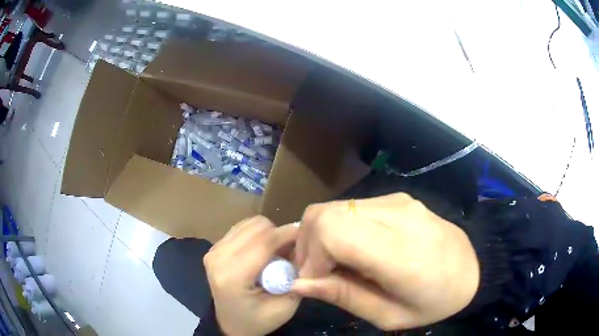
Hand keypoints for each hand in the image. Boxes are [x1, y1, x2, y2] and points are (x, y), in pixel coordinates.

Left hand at [204, 216, 299, 335]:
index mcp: (233, 275)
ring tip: (276, 253)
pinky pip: (242, 228)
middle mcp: (218, 257)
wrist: (231, 324)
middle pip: (257, 226)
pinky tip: (262, 251)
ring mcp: (213, 250)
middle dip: (279, 234)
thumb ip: (296, 277)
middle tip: (289, 252)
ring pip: (250, 223)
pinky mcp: (214, 248)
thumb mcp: (285, 306)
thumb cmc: (259, 320)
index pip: (265, 241)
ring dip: (268, 234)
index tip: (307, 236)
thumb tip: (302, 247)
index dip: (289, 234)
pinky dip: (257, 235)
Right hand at [293, 193, 478, 329]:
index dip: (310, 256)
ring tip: (332, 264)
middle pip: (324, 213)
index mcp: (400, 251)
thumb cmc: (434, 302)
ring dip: (319, 236)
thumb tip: (299, 283)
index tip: (313, 281)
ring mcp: (397, 201)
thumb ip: (343, 296)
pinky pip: (350, 208)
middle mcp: (397, 215)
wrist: (471, 270)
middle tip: (316, 273)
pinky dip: (337, 228)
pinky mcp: (397, 198)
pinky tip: (351, 250)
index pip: (332, 231)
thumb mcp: (389, 315)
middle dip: (307, 245)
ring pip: (333, 207)